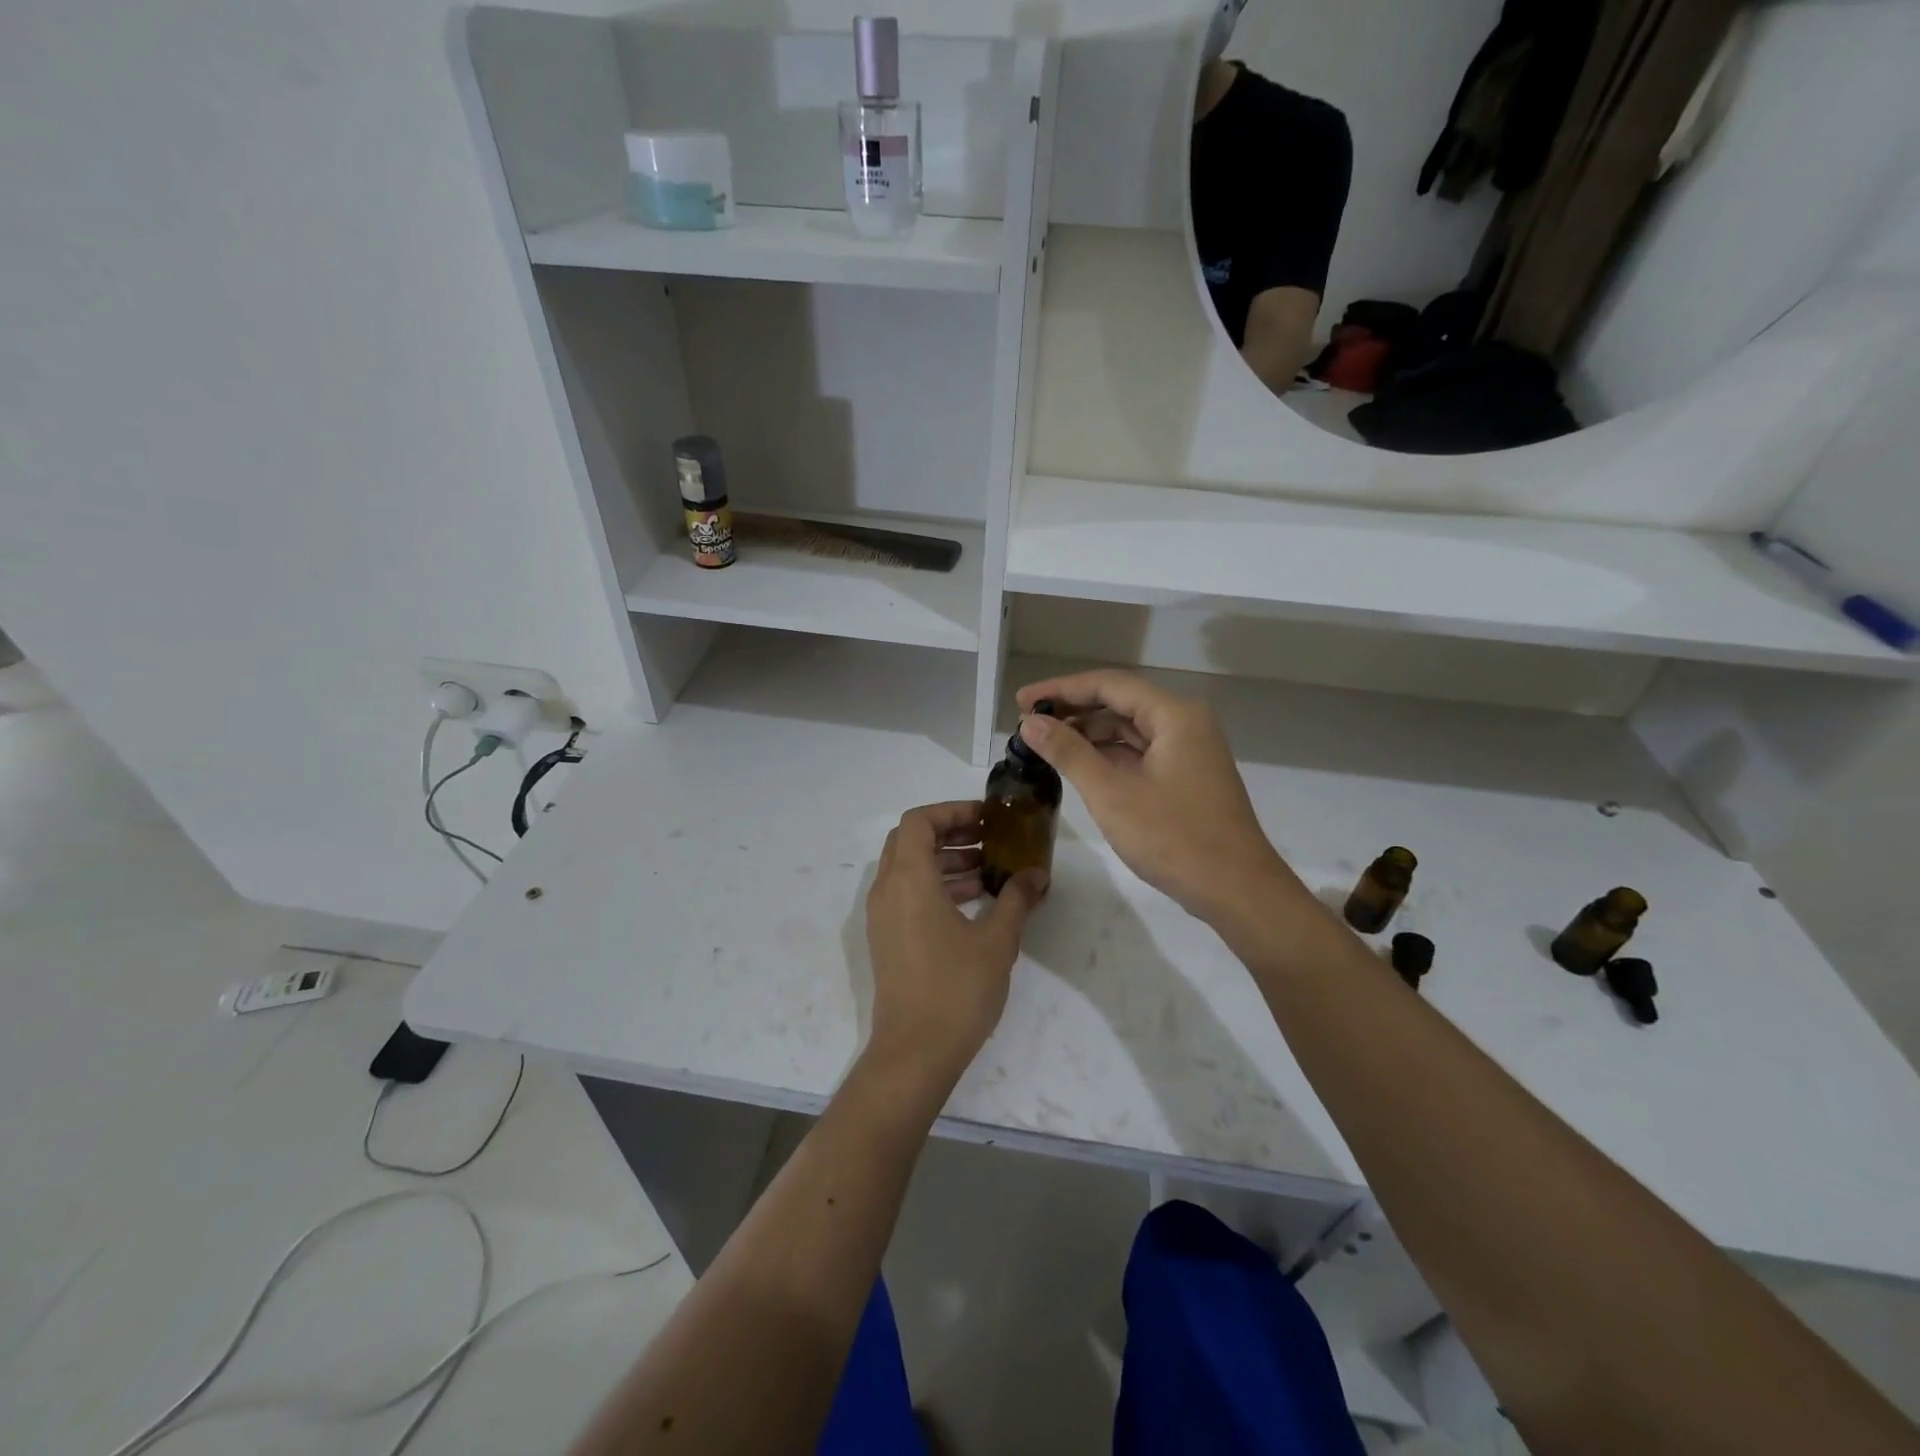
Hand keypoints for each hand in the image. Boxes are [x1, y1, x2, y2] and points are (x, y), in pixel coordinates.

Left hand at [864, 802, 1047, 1086]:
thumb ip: (1017, 898)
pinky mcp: (887, 939)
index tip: (987, 820)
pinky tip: (975, 903)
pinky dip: (937, 886)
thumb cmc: (956, 988)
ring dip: (947, 861)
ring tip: (990, 872)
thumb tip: (1037, 873)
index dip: (952, 811)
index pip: (919, 821)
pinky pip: (908, 894)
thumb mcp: (997, 940)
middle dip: (951, 833)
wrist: (915, 1052)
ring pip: (909, 868)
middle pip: (911, 840)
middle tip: (990, 840)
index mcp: (908, 879)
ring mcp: (882, 916)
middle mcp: (887, 890)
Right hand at [1016, 671, 1297, 930]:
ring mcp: (1188, 750)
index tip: (1021, 700)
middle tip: (1027, 723)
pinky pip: (1140, 752)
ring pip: (1129, 729)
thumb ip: (1068, 752)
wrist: (1237, 890)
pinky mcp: (1186, 776)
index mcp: (1174, 715)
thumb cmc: (1174, 838)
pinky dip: (1108, 756)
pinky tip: (1078, 766)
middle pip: (1120, 702)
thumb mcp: (1111, 794)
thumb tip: (1030, 723)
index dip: (1060, 689)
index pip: (1108, 684)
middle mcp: (1185, 723)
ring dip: (1088, 734)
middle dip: (1073, 711)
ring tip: (1045, 744)